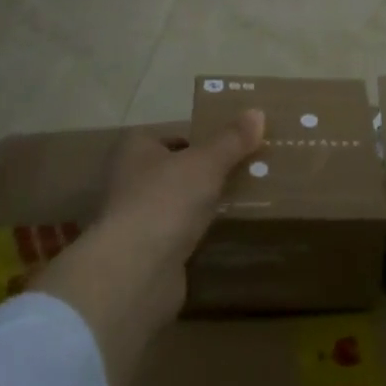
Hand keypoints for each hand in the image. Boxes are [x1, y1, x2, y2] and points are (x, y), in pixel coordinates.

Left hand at [95, 112, 265, 313]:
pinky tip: (222, 237)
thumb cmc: (165, 200)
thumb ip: (232, 140)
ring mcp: (134, 222)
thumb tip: (258, 112)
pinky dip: (195, 239)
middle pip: (173, 171)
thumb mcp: (206, 162)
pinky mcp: (144, 258)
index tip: (229, 147)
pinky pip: (177, 239)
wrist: (135, 273)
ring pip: (175, 206)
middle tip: (241, 173)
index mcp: (134, 150)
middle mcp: (128, 182)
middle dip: (202, 175)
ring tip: (239, 203)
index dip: (198, 141)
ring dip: (199, 208)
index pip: (169, 137)